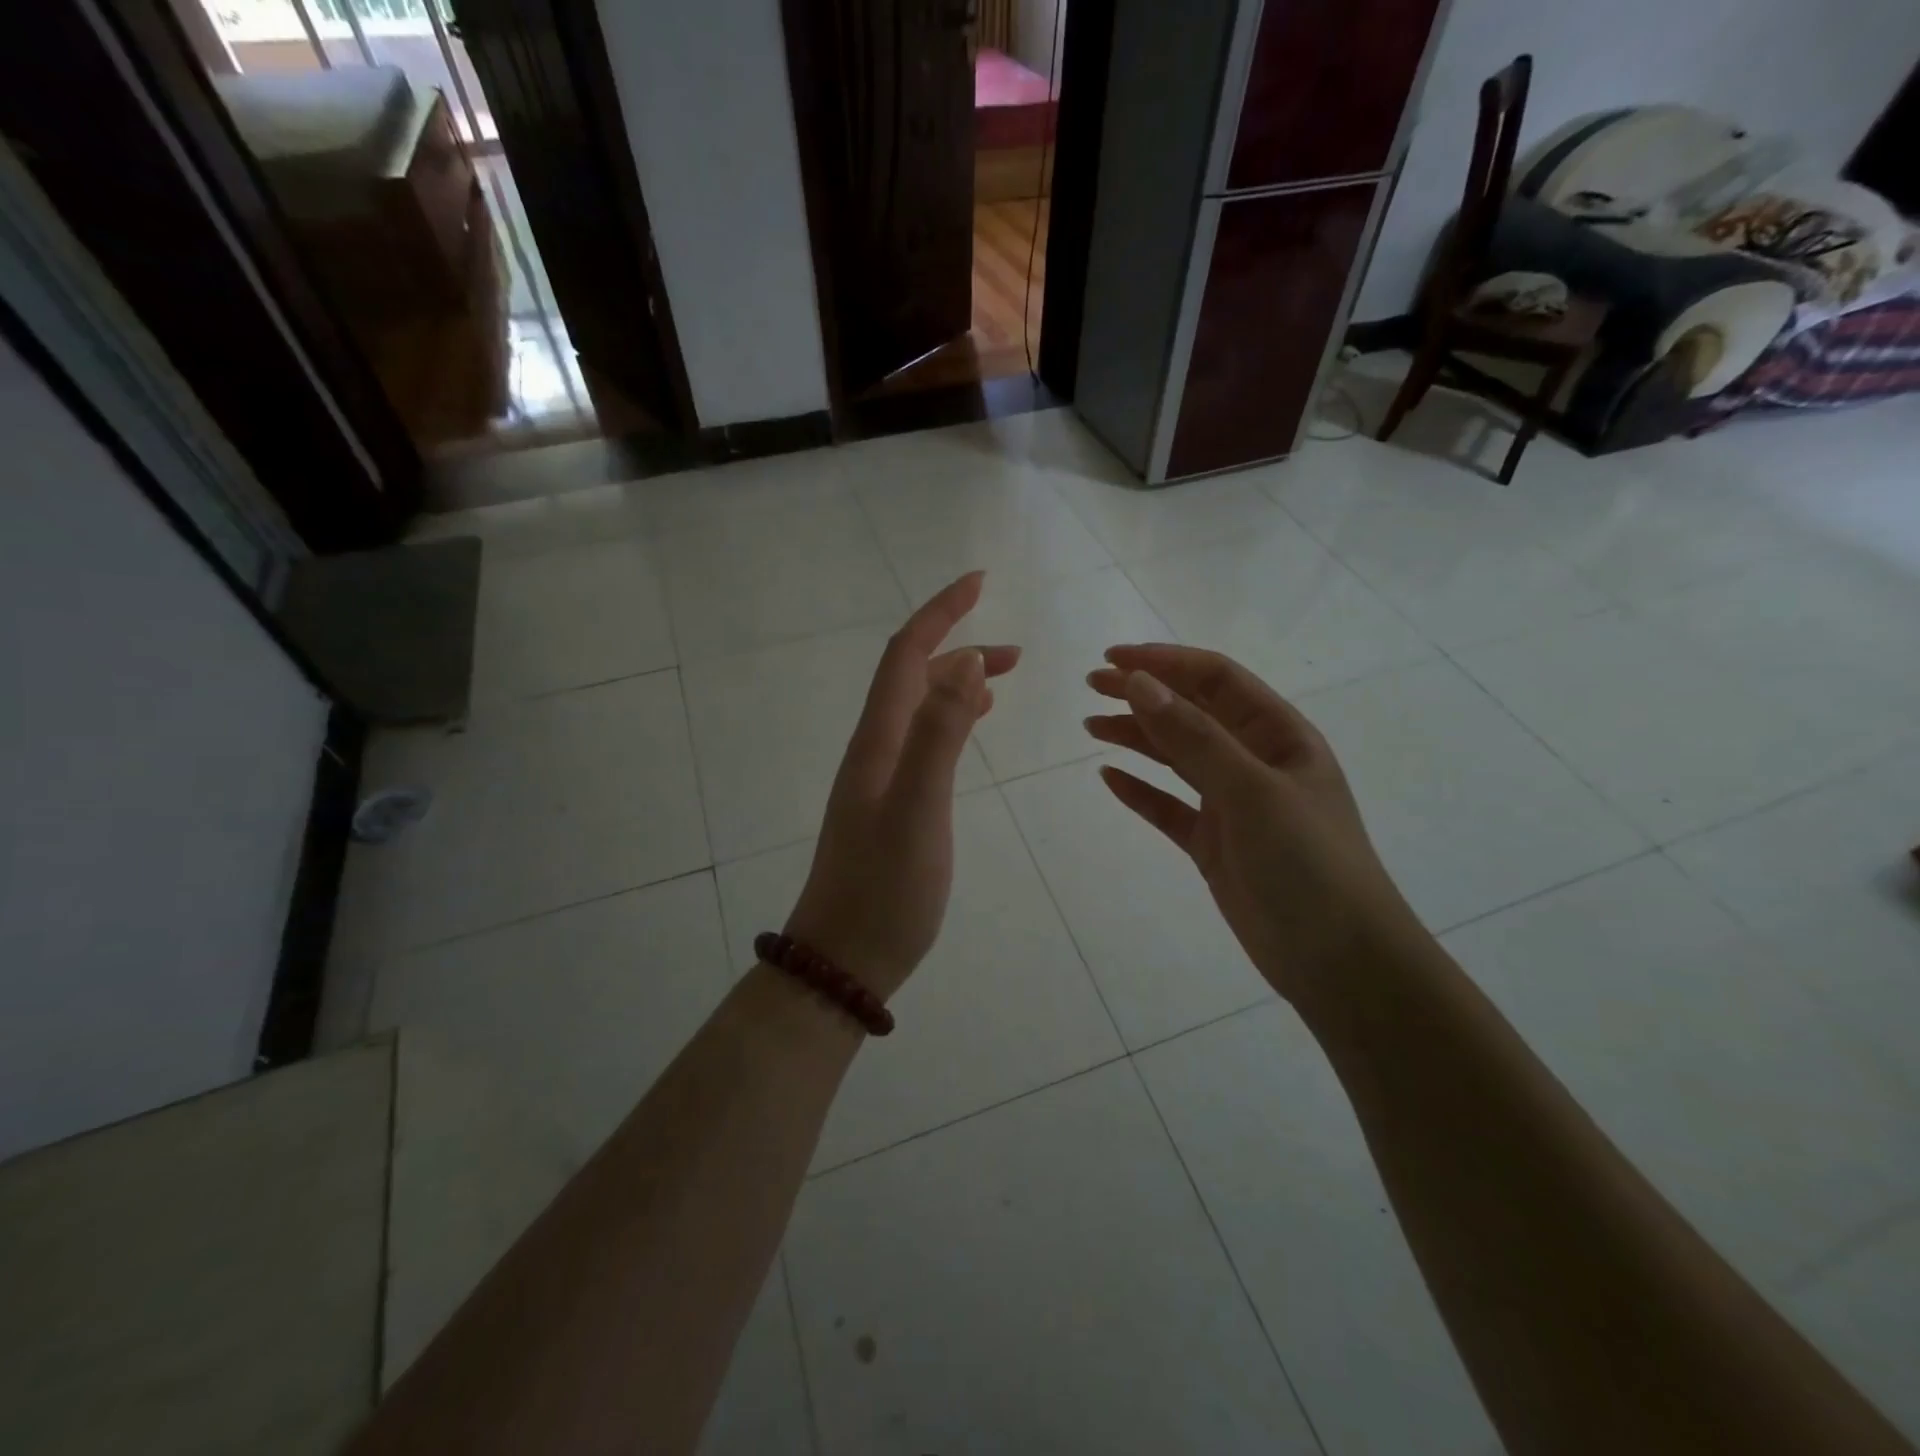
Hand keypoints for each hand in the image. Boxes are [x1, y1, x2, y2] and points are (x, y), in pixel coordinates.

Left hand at [783, 573, 1019, 1000]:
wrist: (844, 958)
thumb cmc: (884, 890)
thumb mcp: (917, 811)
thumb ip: (938, 735)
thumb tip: (964, 662)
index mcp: (879, 740)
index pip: (906, 655)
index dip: (940, 613)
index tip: (979, 581)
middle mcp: (876, 748)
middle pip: (913, 676)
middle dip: (959, 647)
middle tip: (1016, 652)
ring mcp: (882, 777)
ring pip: (920, 709)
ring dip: (958, 683)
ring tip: (1003, 678)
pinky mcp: (893, 804)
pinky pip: (924, 741)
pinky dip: (951, 719)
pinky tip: (971, 726)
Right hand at [1085, 645, 1419, 1007]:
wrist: (1338, 960)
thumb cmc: (1307, 863)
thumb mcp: (1251, 791)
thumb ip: (1194, 737)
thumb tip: (1140, 683)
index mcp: (1279, 735)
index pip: (1216, 679)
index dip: (1165, 662)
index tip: (1113, 660)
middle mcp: (1255, 761)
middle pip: (1192, 713)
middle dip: (1144, 694)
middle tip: (1091, 687)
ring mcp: (1233, 804)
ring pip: (1176, 757)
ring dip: (1136, 737)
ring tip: (1091, 726)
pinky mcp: (1214, 843)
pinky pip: (1169, 806)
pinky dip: (1140, 790)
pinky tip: (1109, 779)